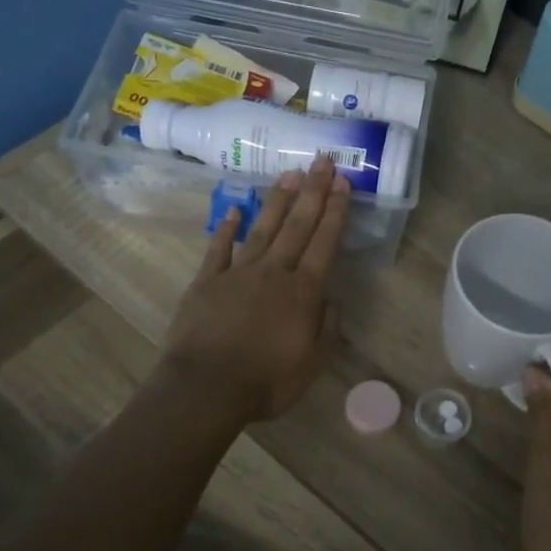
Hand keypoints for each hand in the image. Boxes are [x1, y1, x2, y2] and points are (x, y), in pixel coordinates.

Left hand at [160, 158, 349, 421]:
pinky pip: (219, 249)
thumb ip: (327, 329)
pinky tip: (234, 211)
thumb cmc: (266, 382)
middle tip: (323, 161)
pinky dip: (227, 229)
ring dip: (278, 200)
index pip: (324, 244)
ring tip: (290, 174)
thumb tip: (331, 301)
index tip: (344, 183)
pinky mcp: (206, 282)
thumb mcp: (311, 364)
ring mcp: (237, 274)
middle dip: (313, 192)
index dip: (336, 212)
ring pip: (262, 229)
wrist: (206, 388)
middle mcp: (273, 273)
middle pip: (297, 226)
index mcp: (303, 292)